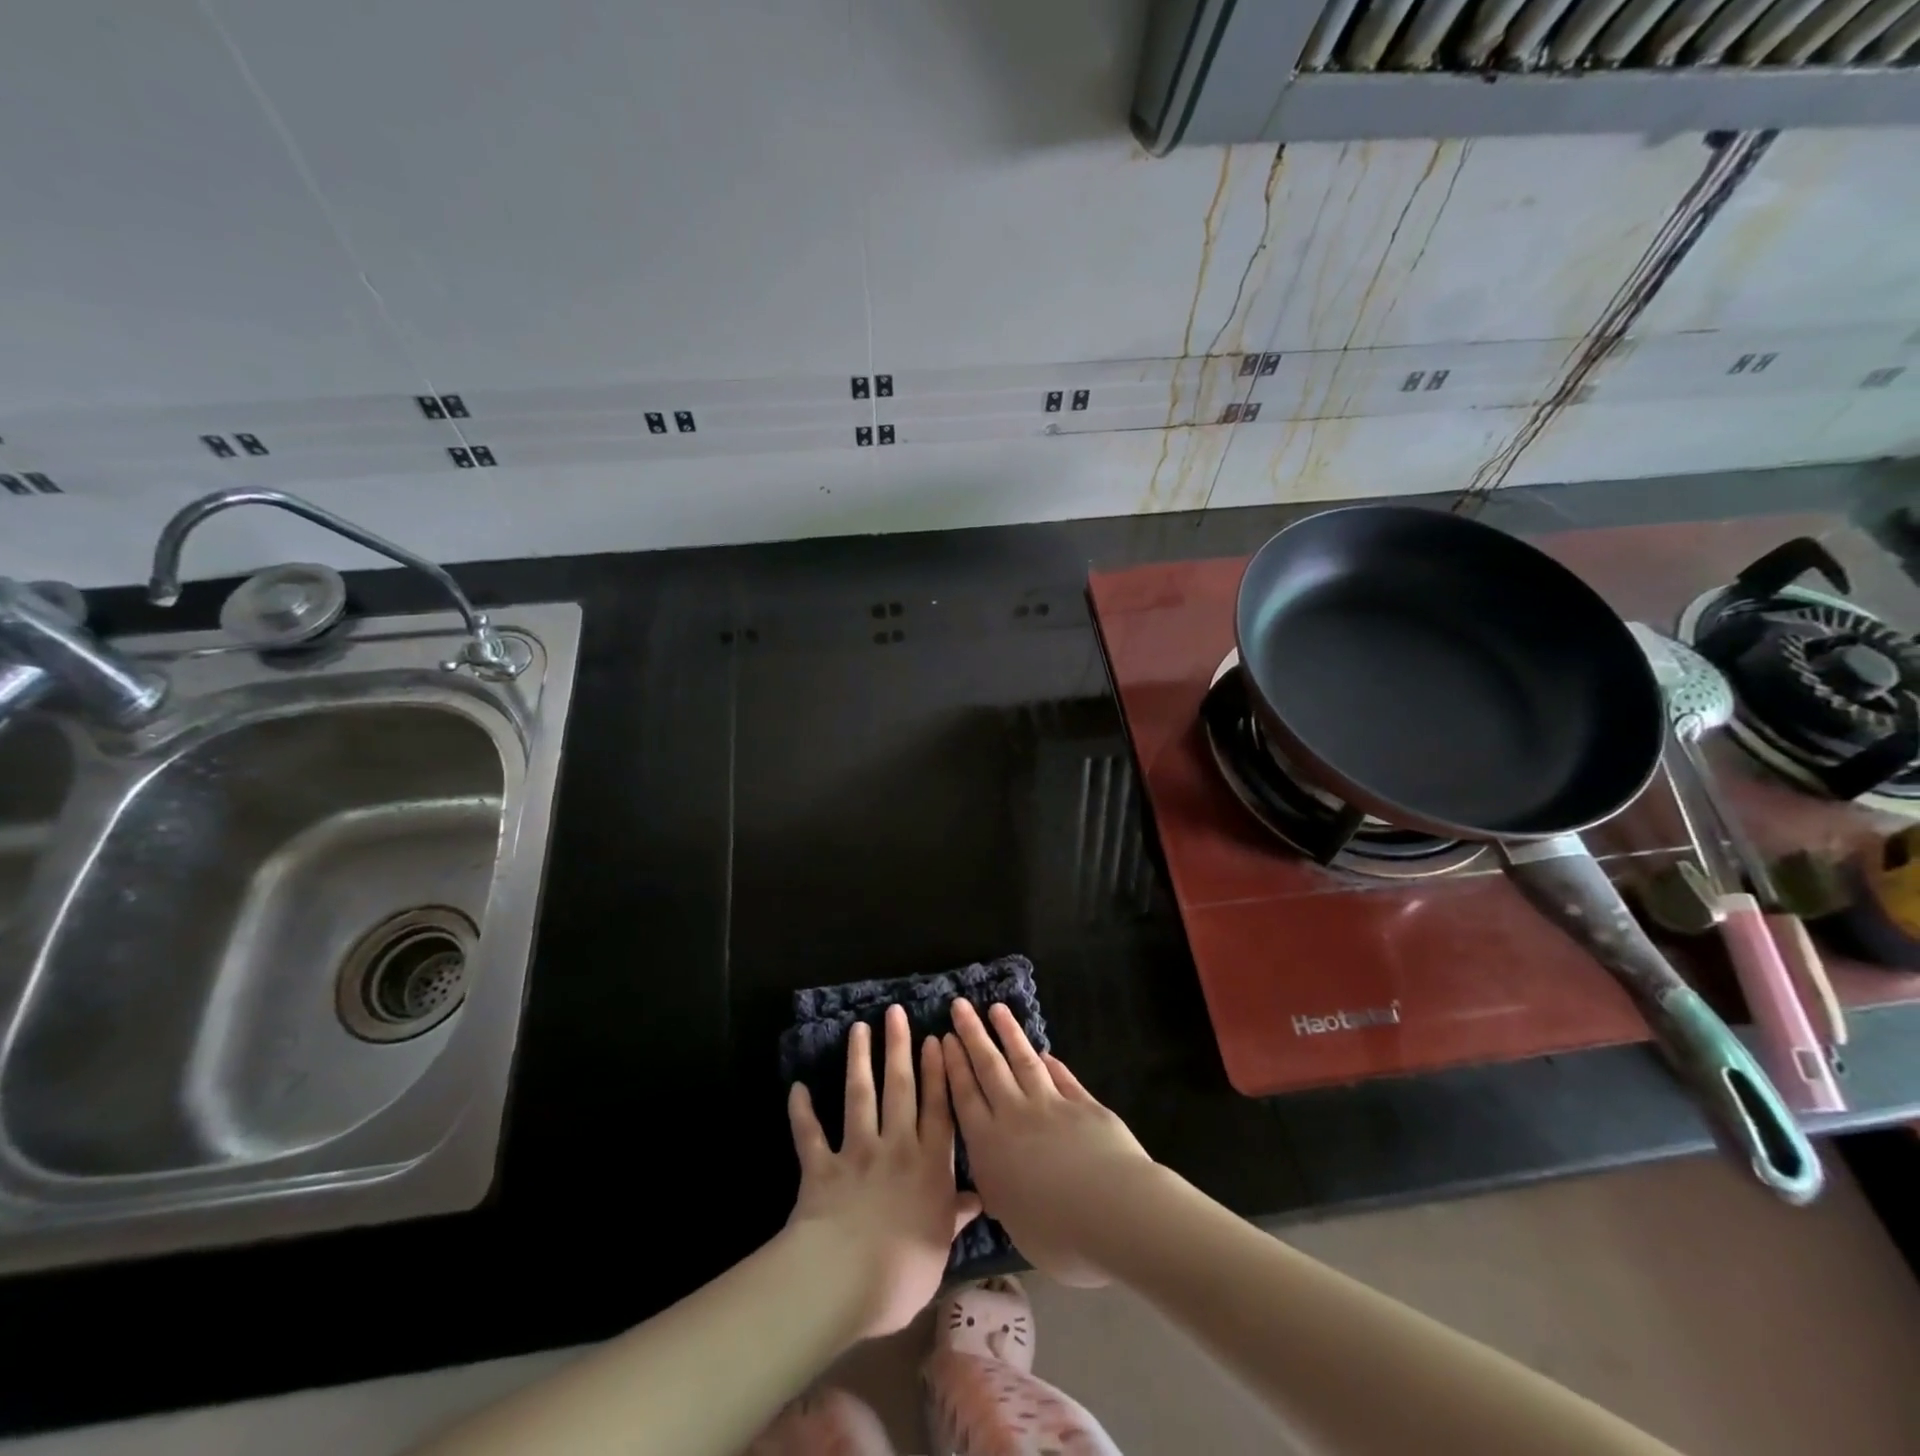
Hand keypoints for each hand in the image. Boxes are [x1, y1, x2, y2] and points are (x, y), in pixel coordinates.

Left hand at [786, 1004, 982, 1338]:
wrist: (847, 1278)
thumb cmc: (905, 1269)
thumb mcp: (941, 1245)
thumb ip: (955, 1214)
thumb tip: (979, 1197)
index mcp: (930, 1165)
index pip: (938, 1109)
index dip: (938, 1073)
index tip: (935, 1039)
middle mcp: (896, 1148)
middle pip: (900, 1089)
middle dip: (899, 1048)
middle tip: (896, 1013)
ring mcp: (857, 1153)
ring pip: (859, 1097)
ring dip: (858, 1061)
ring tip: (858, 1029)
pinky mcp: (821, 1167)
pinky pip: (810, 1135)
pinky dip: (802, 1112)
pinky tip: (797, 1088)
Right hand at [942, 1000, 1156, 1286]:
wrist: (1115, 1211)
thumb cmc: (1059, 1235)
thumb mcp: (1015, 1223)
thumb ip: (1002, 1194)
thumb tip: (996, 1182)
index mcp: (990, 1147)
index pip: (965, 1096)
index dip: (953, 1065)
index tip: (944, 1037)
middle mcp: (1015, 1116)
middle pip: (989, 1067)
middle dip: (972, 1034)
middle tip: (960, 1005)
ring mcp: (1051, 1105)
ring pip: (1023, 1060)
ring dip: (1008, 1033)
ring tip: (996, 1008)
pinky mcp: (1083, 1103)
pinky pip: (1061, 1077)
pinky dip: (1051, 1062)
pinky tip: (1044, 1051)